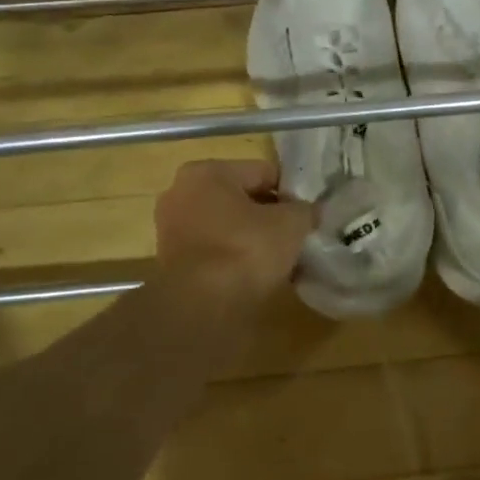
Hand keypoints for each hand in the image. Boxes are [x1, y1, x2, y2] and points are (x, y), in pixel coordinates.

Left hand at [154, 159, 315, 306]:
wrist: (201, 307)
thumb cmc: (246, 250)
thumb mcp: (290, 223)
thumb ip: (304, 210)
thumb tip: (308, 211)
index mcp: (207, 172)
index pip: (263, 172)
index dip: (291, 193)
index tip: (308, 215)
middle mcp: (181, 193)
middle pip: (242, 199)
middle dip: (269, 217)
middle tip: (296, 237)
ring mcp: (171, 228)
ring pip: (228, 226)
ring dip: (253, 239)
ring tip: (280, 261)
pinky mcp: (171, 261)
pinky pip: (215, 250)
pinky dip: (235, 258)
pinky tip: (257, 276)